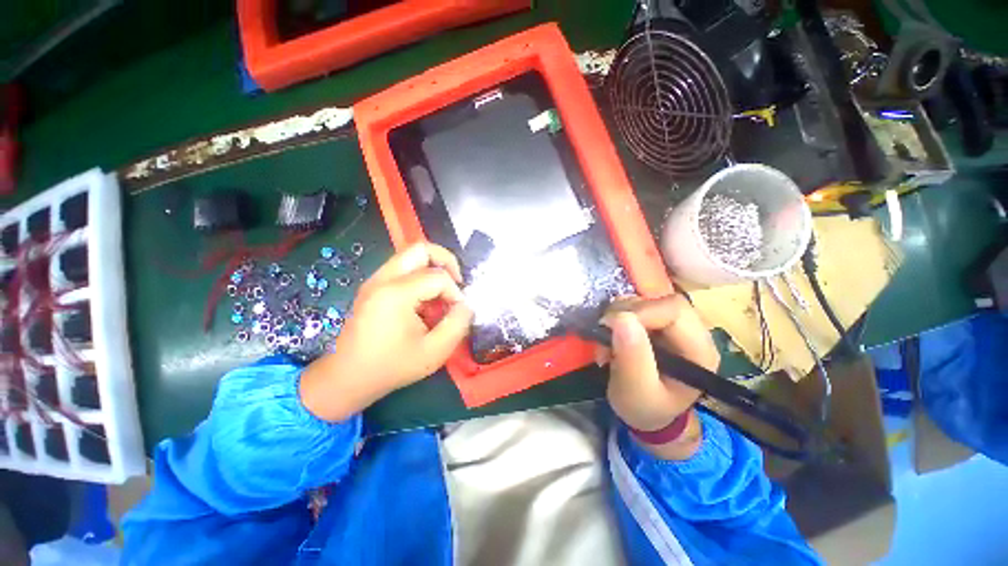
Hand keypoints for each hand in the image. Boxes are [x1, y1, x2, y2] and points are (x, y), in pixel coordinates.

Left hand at [300, 243, 473, 420]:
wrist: (347, 379)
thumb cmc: (392, 367)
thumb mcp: (435, 351)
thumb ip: (458, 324)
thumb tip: (466, 305)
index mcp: (396, 293)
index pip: (438, 276)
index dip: (456, 292)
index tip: (458, 312)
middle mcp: (383, 279)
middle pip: (421, 248)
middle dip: (446, 261)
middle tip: (456, 282)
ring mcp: (375, 281)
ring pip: (411, 256)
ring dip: (432, 269)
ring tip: (441, 295)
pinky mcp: (373, 287)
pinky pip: (402, 268)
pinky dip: (419, 277)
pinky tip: (424, 303)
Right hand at [598, 295, 719, 459]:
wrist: (647, 412)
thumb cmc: (645, 408)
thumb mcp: (635, 392)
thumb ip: (632, 358)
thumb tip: (621, 318)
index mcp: (699, 350)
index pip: (674, 310)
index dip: (640, 312)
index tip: (610, 327)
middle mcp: (693, 331)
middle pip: (661, 300)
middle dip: (626, 312)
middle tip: (605, 334)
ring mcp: (675, 324)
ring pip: (645, 299)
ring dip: (618, 314)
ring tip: (607, 341)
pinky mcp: (657, 322)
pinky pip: (635, 305)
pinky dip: (617, 315)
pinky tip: (611, 335)